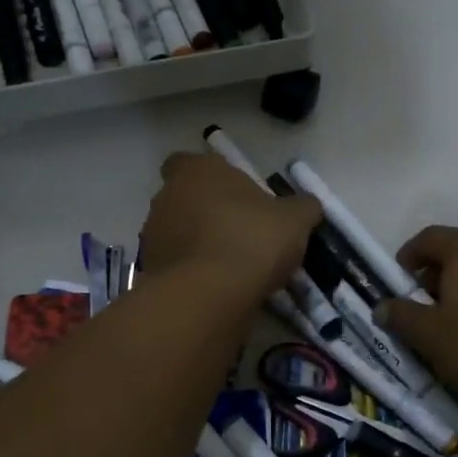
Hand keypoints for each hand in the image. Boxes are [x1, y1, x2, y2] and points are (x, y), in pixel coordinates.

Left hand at [141, 152, 320, 304]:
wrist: (209, 294)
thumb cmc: (252, 239)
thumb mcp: (294, 220)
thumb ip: (302, 207)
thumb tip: (308, 205)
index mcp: (198, 171)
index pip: (188, 162)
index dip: (209, 177)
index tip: (233, 195)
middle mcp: (167, 196)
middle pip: (183, 198)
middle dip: (204, 212)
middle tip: (238, 232)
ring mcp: (152, 234)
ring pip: (175, 232)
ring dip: (195, 243)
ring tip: (229, 266)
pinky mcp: (149, 270)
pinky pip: (173, 265)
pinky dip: (190, 272)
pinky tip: (215, 288)